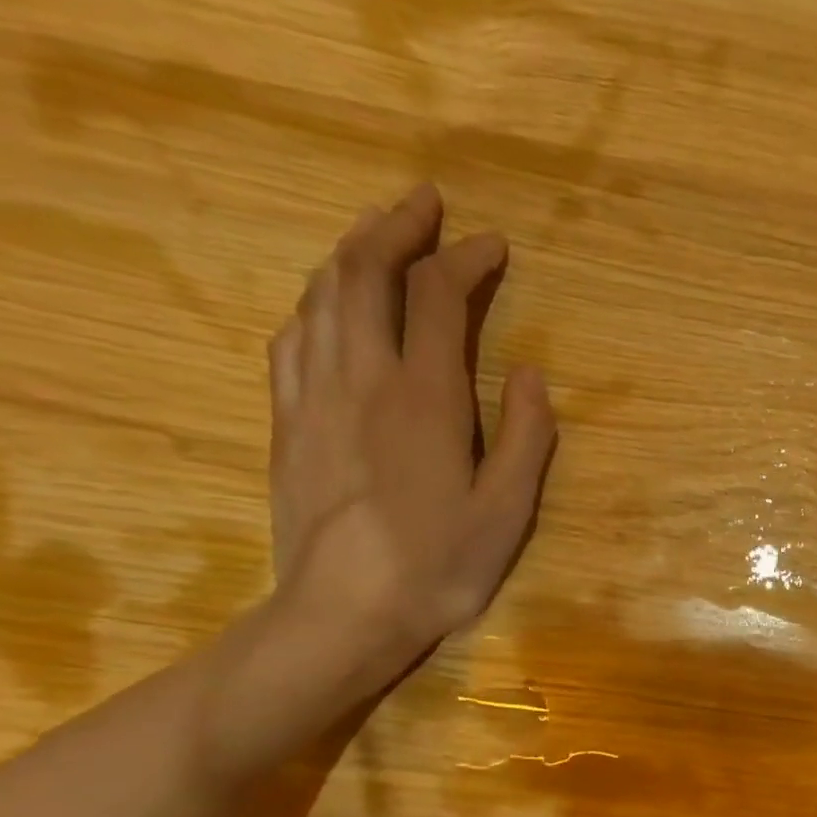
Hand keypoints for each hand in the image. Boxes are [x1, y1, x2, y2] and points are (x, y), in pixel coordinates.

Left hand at [267, 182, 558, 692]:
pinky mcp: (286, 421)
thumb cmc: (439, 567)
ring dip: (352, 251)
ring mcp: (313, 395)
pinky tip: (328, 304)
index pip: (439, 298)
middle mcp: (362, 378)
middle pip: (365, 272)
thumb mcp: (508, 512)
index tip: (492, 244)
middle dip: (397, 226)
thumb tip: (530, 373)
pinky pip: (293, 336)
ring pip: (322, 295)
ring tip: (380, 236)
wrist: (344, 612)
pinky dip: (316, 301)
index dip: (466, 260)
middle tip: (426, 204)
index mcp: (424, 398)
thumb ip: (526, 437)